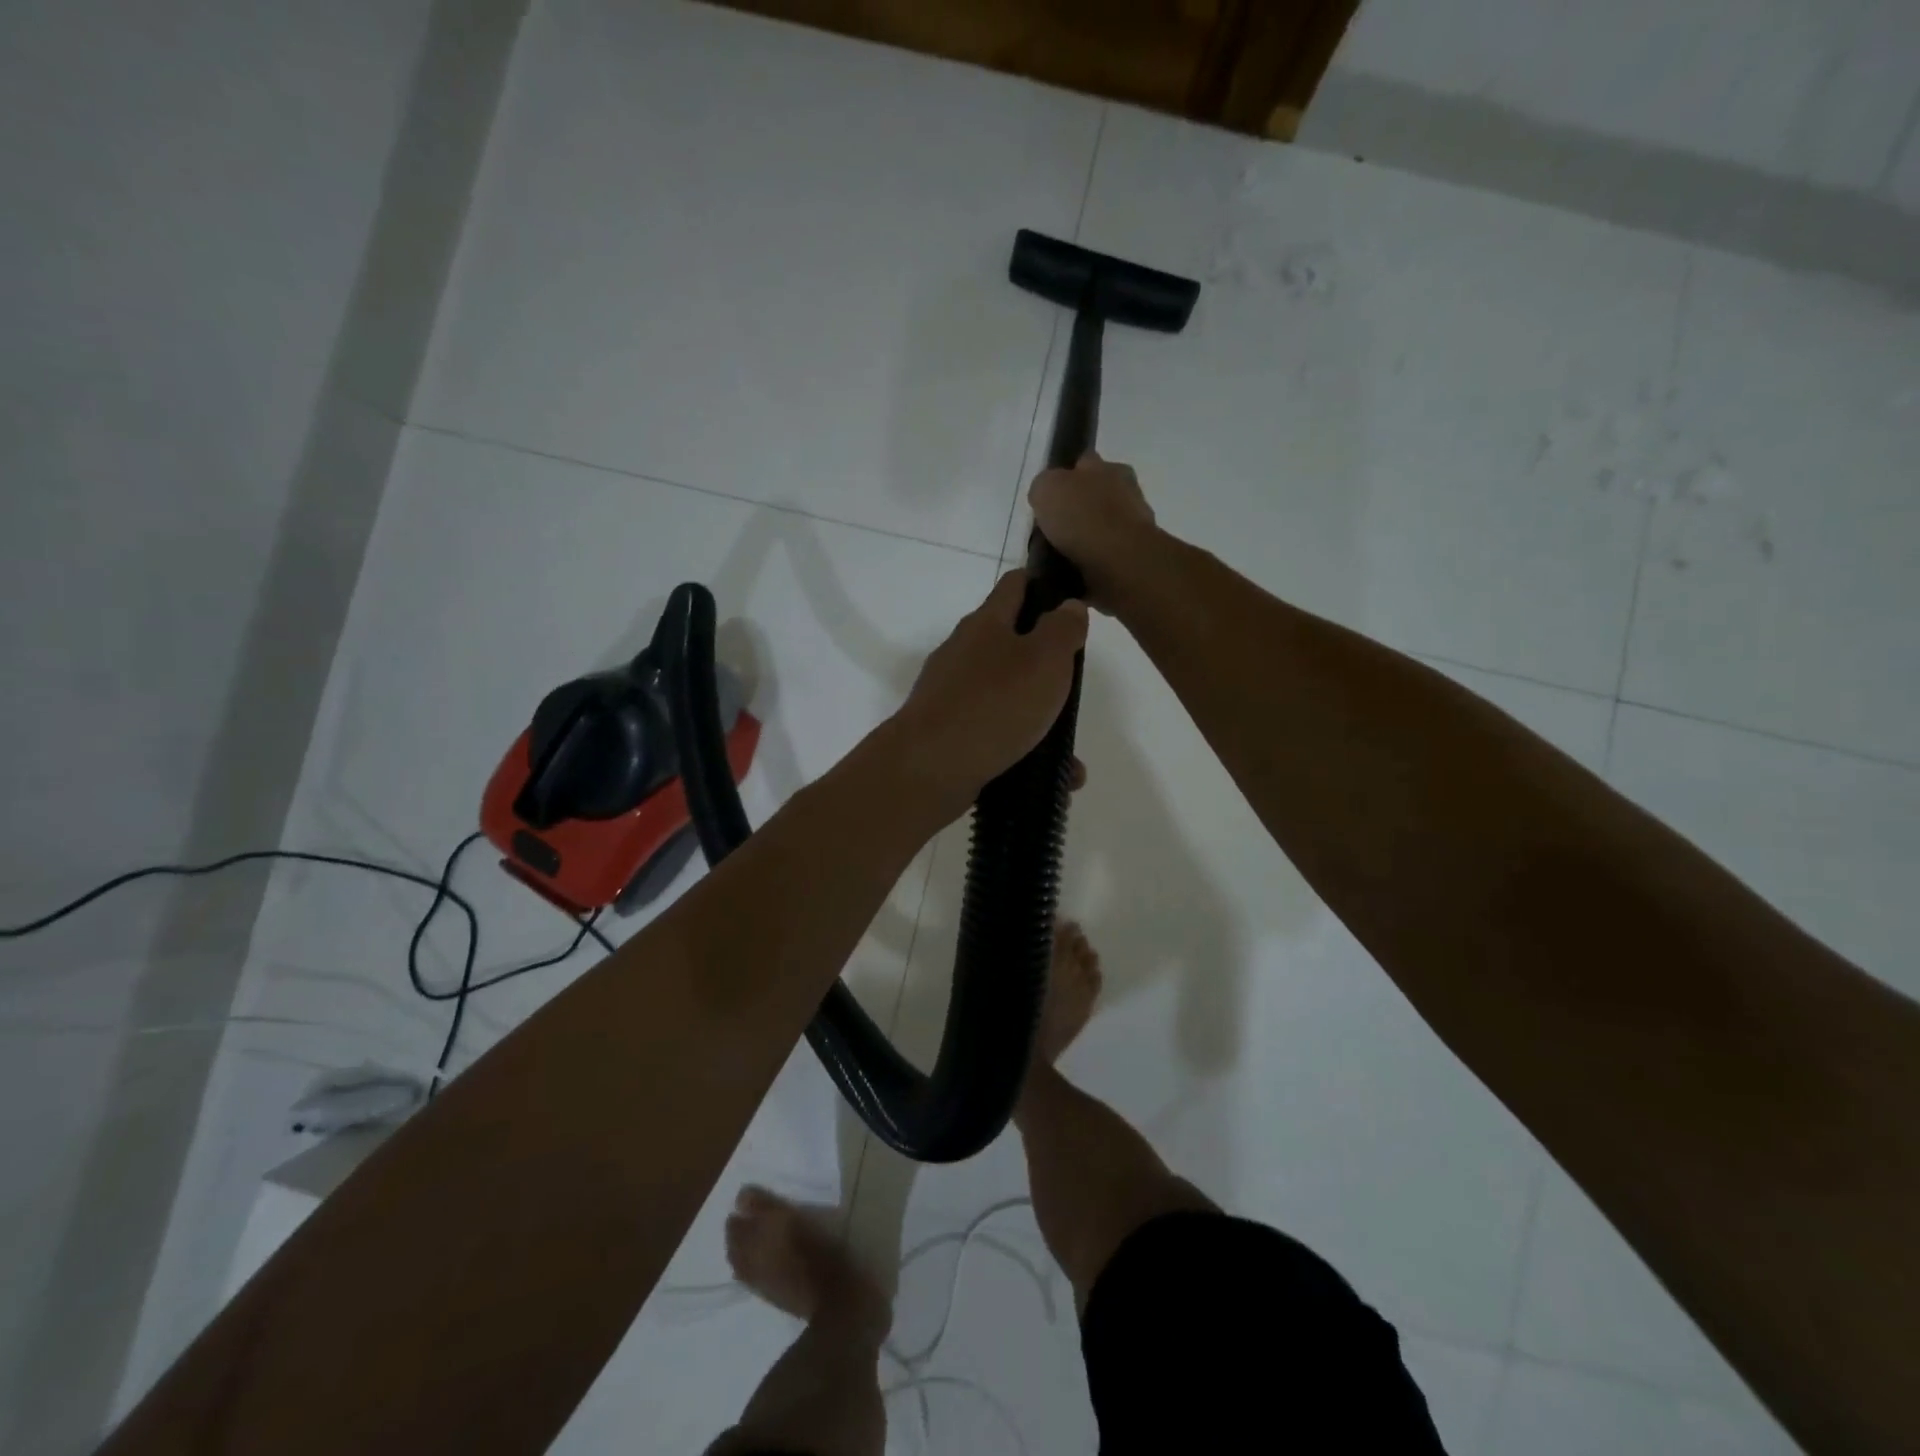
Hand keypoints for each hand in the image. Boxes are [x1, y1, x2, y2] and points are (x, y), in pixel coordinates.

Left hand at [891, 569, 1088, 809]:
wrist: (929, 768)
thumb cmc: (994, 704)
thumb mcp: (1045, 660)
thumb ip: (1062, 629)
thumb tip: (1068, 605)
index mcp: (985, 624)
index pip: (1015, 585)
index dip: (1044, 585)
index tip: (1071, 601)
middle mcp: (963, 653)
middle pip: (1009, 643)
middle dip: (1044, 665)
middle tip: (1073, 688)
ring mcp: (950, 694)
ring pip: (1005, 697)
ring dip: (1037, 718)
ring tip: (1068, 752)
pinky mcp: (946, 733)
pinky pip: (994, 735)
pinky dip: (1021, 751)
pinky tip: (1048, 777)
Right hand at [1028, 452, 1155, 611]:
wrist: (1119, 562)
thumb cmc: (1083, 517)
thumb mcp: (1047, 488)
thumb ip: (1044, 486)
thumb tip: (1046, 495)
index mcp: (1110, 468)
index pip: (1085, 463)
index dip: (1065, 477)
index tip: (1050, 497)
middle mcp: (1127, 491)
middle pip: (1096, 496)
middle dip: (1078, 509)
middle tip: (1053, 529)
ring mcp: (1135, 526)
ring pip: (1103, 527)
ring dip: (1086, 538)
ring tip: (1061, 556)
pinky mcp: (1135, 556)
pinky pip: (1107, 555)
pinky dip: (1093, 561)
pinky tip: (1076, 571)